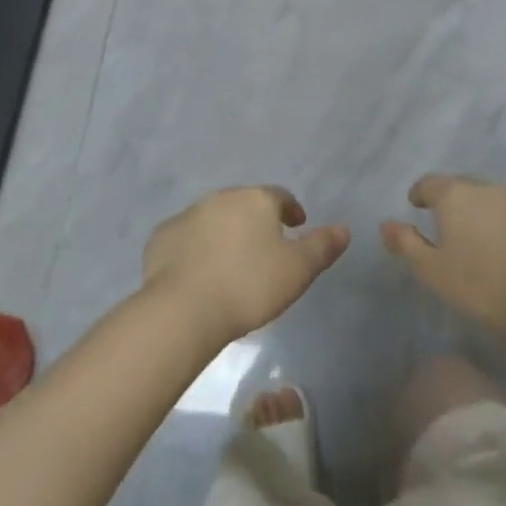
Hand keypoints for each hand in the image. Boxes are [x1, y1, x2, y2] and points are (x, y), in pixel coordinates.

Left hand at [142, 186, 349, 345]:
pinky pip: (185, 238)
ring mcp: (187, 215)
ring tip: (231, 263)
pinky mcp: (162, 237)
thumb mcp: (297, 270)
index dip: (291, 210)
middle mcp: (220, 198)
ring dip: (224, 234)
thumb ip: (322, 247)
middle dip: (256, 221)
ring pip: (213, 219)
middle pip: (244, 204)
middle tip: (264, 247)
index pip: (279, 196)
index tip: (297, 225)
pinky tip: (199, 272)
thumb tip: (343, 229)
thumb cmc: (249, 285)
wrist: (183, 308)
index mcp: (255, 200)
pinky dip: (195, 249)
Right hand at [380, 174, 505, 344]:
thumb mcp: (433, 271)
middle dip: (454, 202)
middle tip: (449, 227)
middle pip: (464, 187)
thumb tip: (385, 224)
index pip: (430, 182)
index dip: (421, 193)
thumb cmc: (483, 287)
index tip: (417, 205)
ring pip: (495, 198)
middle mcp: (489, 187)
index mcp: (456, 195)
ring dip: (485, 211)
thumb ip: (406, 244)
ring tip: (484, 239)